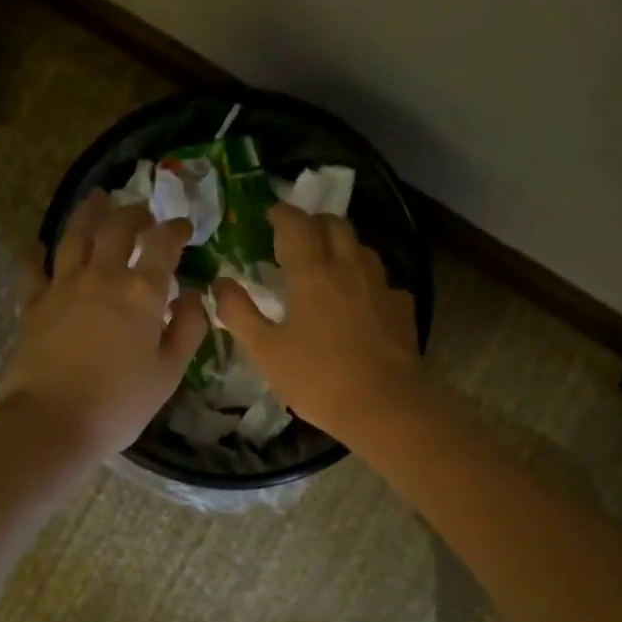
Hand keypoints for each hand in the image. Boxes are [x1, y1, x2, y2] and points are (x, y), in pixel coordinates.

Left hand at [0, 192, 209, 460]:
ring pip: (75, 235)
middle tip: (142, 210)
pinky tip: (36, 245)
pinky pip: (32, 269)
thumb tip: (193, 295)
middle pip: (117, 229)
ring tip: (96, 199)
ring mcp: (62, 287)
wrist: (52, 421)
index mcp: (141, 292)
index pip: (162, 245)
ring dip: (88, 213)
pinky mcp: (33, 304)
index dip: (175, 230)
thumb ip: (187, 329)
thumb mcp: (168, 372)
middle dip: (133, 213)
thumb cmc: (119, 403)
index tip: (183, 226)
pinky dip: (35, 253)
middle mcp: (101, 277)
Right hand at [215, 204, 423, 438]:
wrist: (385, 407)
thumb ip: (238, 313)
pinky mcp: (402, 308)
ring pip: (362, 248)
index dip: (281, 214)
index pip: (296, 224)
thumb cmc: (317, 379)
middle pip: (335, 224)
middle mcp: (350, 267)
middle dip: (314, 222)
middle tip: (297, 238)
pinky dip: (365, 281)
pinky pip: (382, 281)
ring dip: (342, 246)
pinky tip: (360, 302)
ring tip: (328, 266)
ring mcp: (381, 286)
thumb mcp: (265, 351)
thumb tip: (220, 282)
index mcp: (313, 272)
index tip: (270, 216)